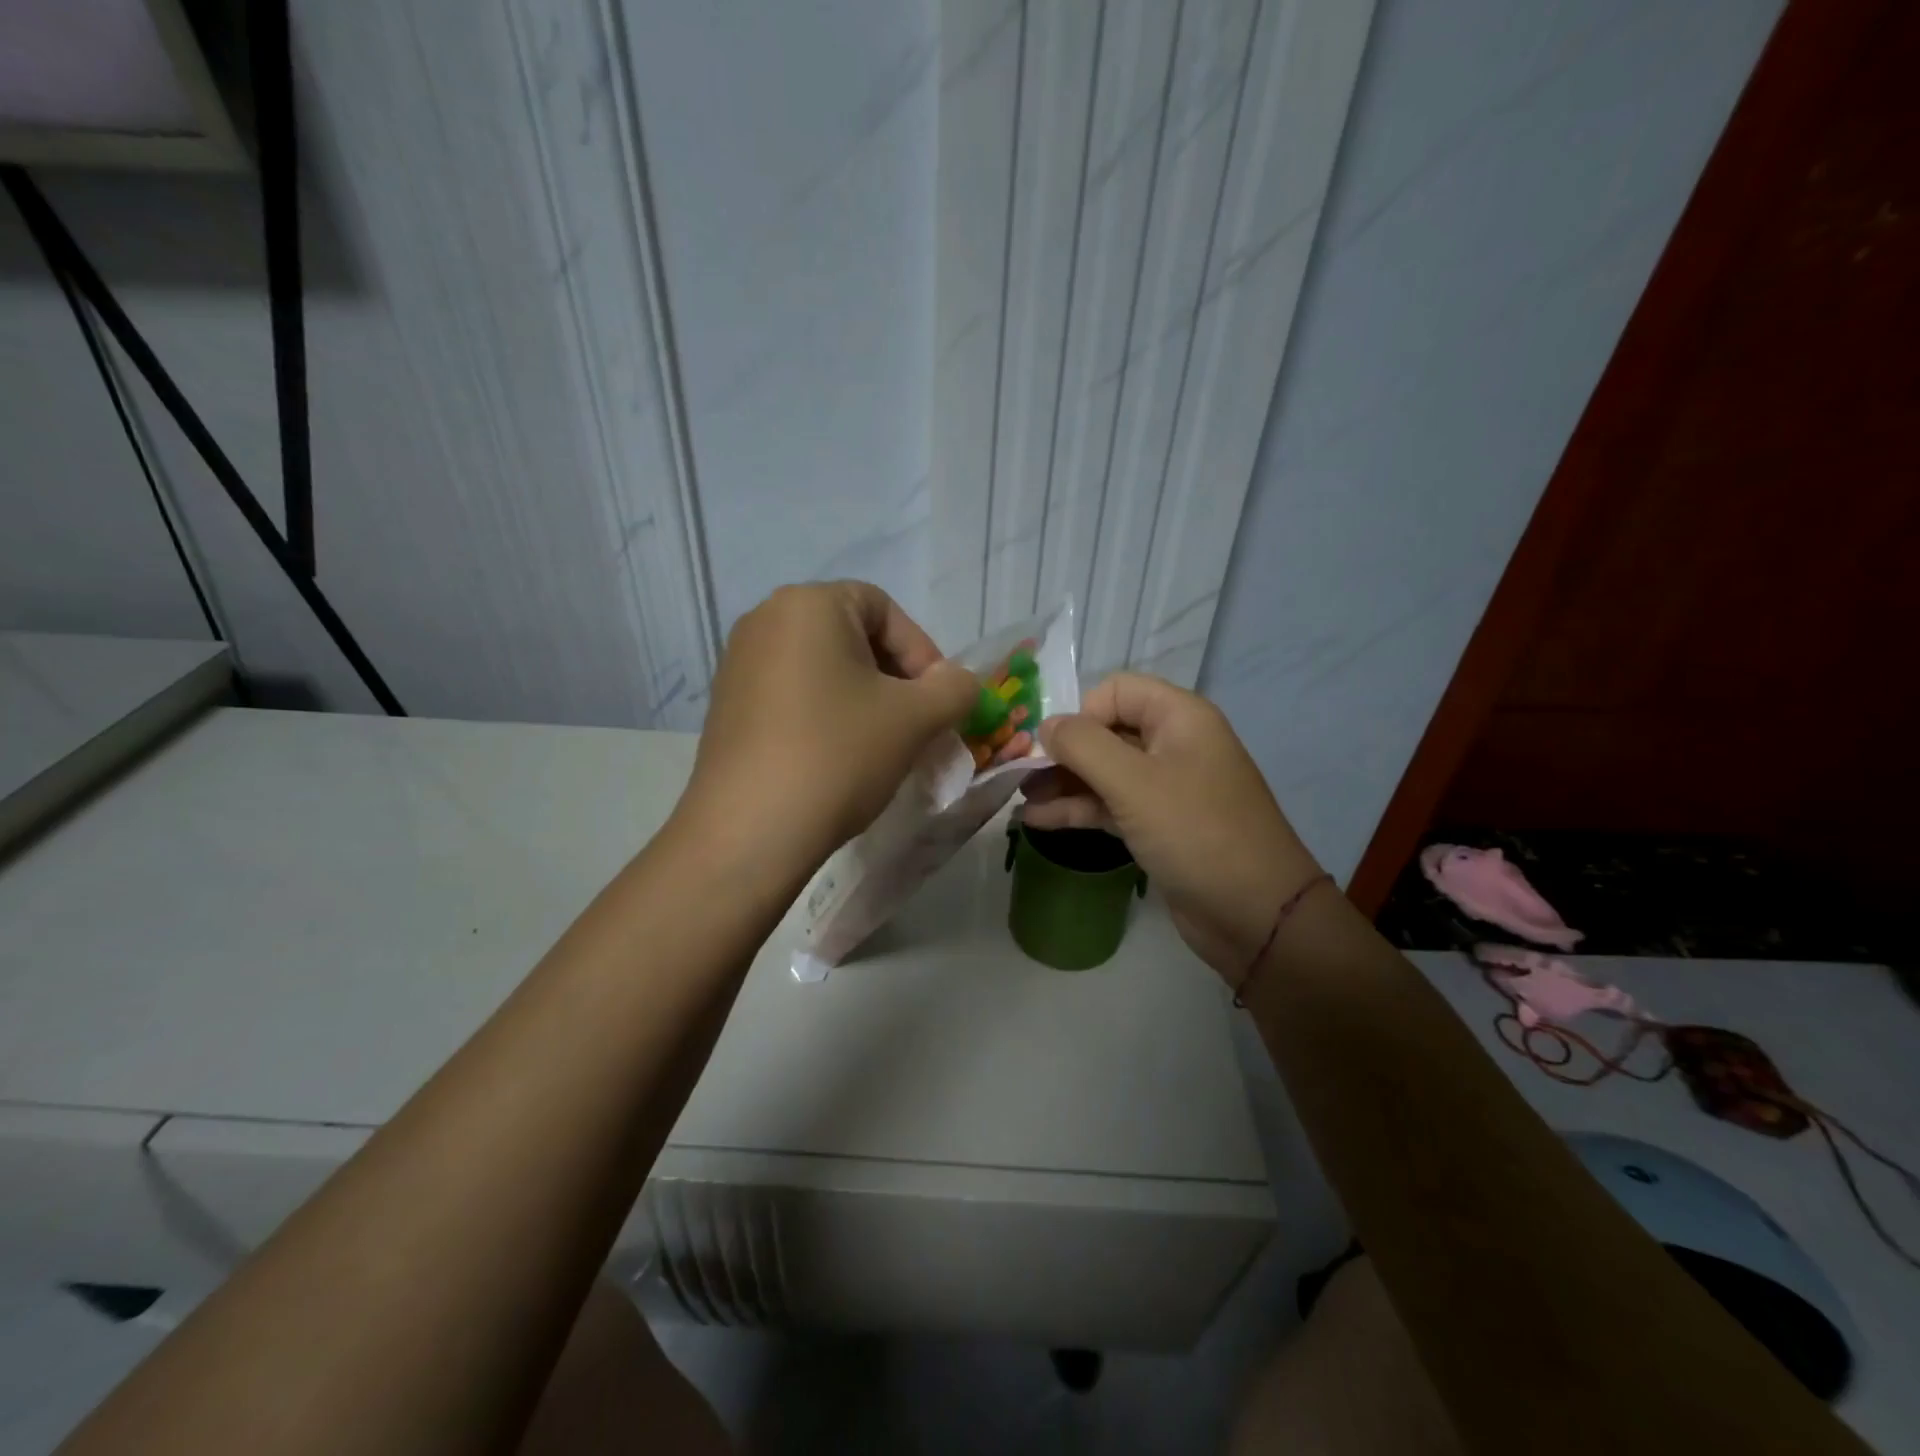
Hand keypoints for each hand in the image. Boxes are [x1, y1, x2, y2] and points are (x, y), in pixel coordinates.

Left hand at [682, 582, 977, 870]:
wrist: (749, 831)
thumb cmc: (838, 754)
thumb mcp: (916, 718)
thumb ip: (955, 688)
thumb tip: (959, 682)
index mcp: (809, 604)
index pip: (884, 610)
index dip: (922, 653)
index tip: (938, 702)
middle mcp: (765, 620)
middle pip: (852, 637)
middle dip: (895, 679)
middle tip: (917, 725)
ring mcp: (739, 664)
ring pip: (824, 670)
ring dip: (864, 701)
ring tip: (882, 746)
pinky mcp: (728, 706)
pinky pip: (793, 696)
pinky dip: (826, 716)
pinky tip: (838, 759)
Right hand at [1022, 673, 1322, 979]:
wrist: (1254, 914)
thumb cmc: (1195, 833)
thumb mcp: (1134, 782)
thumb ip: (1083, 745)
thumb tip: (1046, 725)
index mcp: (1179, 718)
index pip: (1116, 691)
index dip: (1081, 713)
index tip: (1054, 748)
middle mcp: (1174, 744)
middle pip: (1107, 731)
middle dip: (1063, 750)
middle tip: (1020, 774)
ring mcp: (1167, 788)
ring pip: (1105, 772)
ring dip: (1063, 782)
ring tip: (1019, 797)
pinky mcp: (1159, 825)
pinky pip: (1111, 805)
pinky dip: (1078, 809)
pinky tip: (1037, 820)